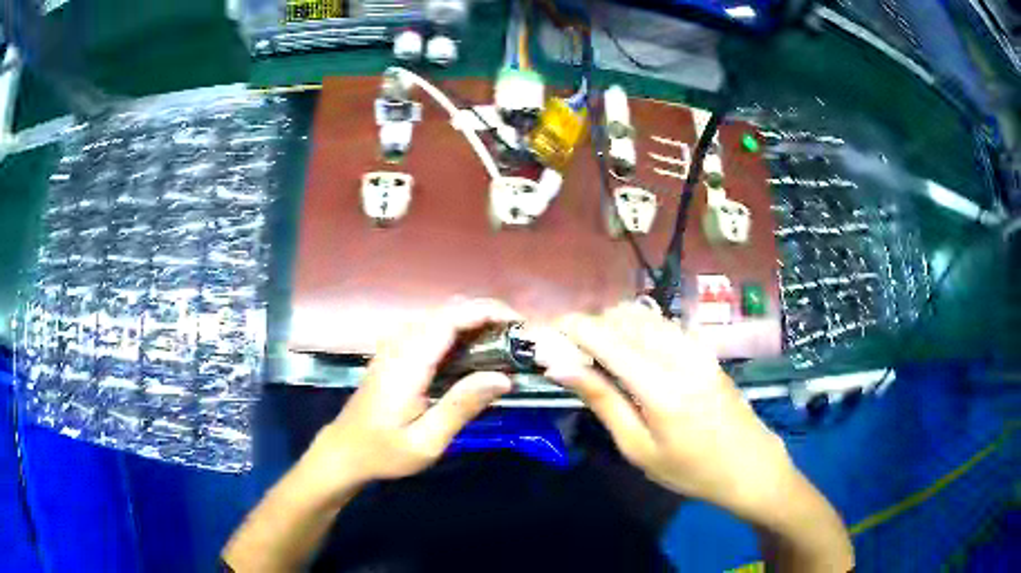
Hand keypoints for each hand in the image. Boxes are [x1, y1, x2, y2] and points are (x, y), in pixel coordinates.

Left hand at [299, 300, 518, 497]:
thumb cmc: (385, 451)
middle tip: (516, 337)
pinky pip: (429, 329)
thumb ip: (461, 407)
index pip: (449, 319)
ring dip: (471, 320)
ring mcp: (393, 346)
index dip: (485, 312)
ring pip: (438, 317)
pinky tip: (471, 351)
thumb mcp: (426, 441)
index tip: (517, 322)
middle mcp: (399, 345)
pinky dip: (456, 330)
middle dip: (484, 314)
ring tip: (501, 342)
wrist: (345, 451)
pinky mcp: (393, 353)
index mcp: (408, 363)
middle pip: (446, 311)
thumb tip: (502, 378)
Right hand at [547, 303, 793, 516]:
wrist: (749, 465)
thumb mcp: (639, 448)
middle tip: (570, 353)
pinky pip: (662, 323)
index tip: (547, 333)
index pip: (607, 338)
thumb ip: (602, 401)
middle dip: (590, 325)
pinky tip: (630, 352)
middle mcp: (680, 355)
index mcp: (661, 387)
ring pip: (643, 315)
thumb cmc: (689, 469)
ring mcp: (697, 347)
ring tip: (596, 353)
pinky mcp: (705, 348)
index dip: (572, 328)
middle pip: (624, 318)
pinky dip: (637, 328)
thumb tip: (559, 366)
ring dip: (613, 324)